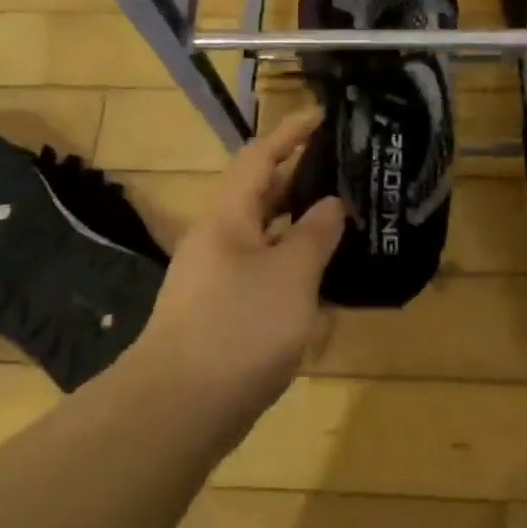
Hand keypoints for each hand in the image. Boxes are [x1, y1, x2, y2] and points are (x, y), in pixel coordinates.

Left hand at [132, 108, 344, 427]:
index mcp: (228, 215)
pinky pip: (265, 273)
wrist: (178, 410)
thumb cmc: (238, 327)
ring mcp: (218, 277)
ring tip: (346, 221)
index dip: (291, 133)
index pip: (260, 156)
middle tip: (348, 171)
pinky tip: (325, 282)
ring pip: (266, 236)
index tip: (324, 117)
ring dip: (301, 227)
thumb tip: (332, 203)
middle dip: (302, 180)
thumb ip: (315, 234)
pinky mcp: (224, 312)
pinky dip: (294, 267)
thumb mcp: (290, 275)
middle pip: (262, 194)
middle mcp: (219, 238)